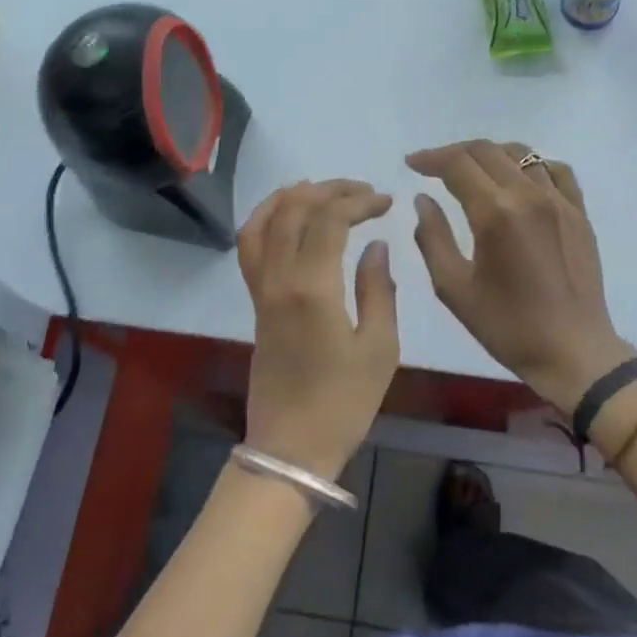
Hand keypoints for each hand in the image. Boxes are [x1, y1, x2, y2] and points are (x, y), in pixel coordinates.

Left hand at [238, 179, 399, 480]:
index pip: (329, 220)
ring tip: (320, 189)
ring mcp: (261, 291)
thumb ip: (379, 290)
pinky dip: (265, 220)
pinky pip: (250, 248)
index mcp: (313, 288)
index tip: (386, 202)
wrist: (291, 447)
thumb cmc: (344, 403)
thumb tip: (376, 246)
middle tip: (362, 191)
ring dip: (290, 197)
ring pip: (262, 223)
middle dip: (329, 190)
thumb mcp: (379, 349)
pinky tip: (285, 218)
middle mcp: (279, 279)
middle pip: (294, 211)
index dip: (358, 201)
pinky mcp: (255, 304)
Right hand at [407, 140, 636, 412]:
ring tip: (472, 171)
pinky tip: (520, 179)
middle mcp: (529, 195)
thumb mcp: (454, 288)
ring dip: (491, 155)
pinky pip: (556, 170)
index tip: (411, 164)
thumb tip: (424, 200)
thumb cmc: (506, 326)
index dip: (430, 158)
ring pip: (522, 154)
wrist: (572, 351)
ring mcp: (560, 201)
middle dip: (454, 153)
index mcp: (496, 213)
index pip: (457, 164)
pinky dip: (531, 165)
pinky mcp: (580, 213)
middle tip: (433, 167)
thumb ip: (432, 237)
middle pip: (487, 151)